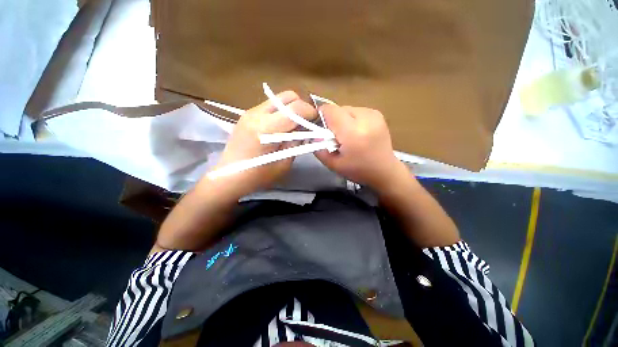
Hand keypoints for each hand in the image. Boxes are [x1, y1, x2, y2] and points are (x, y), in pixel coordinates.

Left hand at [209, 91, 317, 196]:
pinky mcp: (247, 115)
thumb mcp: (284, 163)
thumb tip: (305, 130)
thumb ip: (296, 143)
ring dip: (291, 109)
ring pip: (278, 100)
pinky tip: (281, 127)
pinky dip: (281, 112)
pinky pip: (269, 106)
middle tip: (306, 122)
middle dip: (301, 106)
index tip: (316, 122)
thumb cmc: (257, 176)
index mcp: (266, 129)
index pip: (295, 108)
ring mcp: (250, 112)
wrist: (228, 177)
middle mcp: (257, 114)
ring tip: (294, 126)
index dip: (310, 112)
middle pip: (287, 96)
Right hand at [315, 105, 409, 191]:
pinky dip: (352, 120)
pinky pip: (356, 111)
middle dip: (333, 121)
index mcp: (353, 133)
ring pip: (347, 109)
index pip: (330, 111)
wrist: (385, 171)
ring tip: (347, 136)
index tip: (321, 129)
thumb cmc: (358, 171)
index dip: (321, 117)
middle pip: (338, 109)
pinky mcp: (377, 114)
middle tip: (335, 137)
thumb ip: (319, 148)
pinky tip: (357, 133)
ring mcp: (373, 114)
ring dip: (342, 120)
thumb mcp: (333, 165)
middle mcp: (365, 118)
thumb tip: (314, 134)